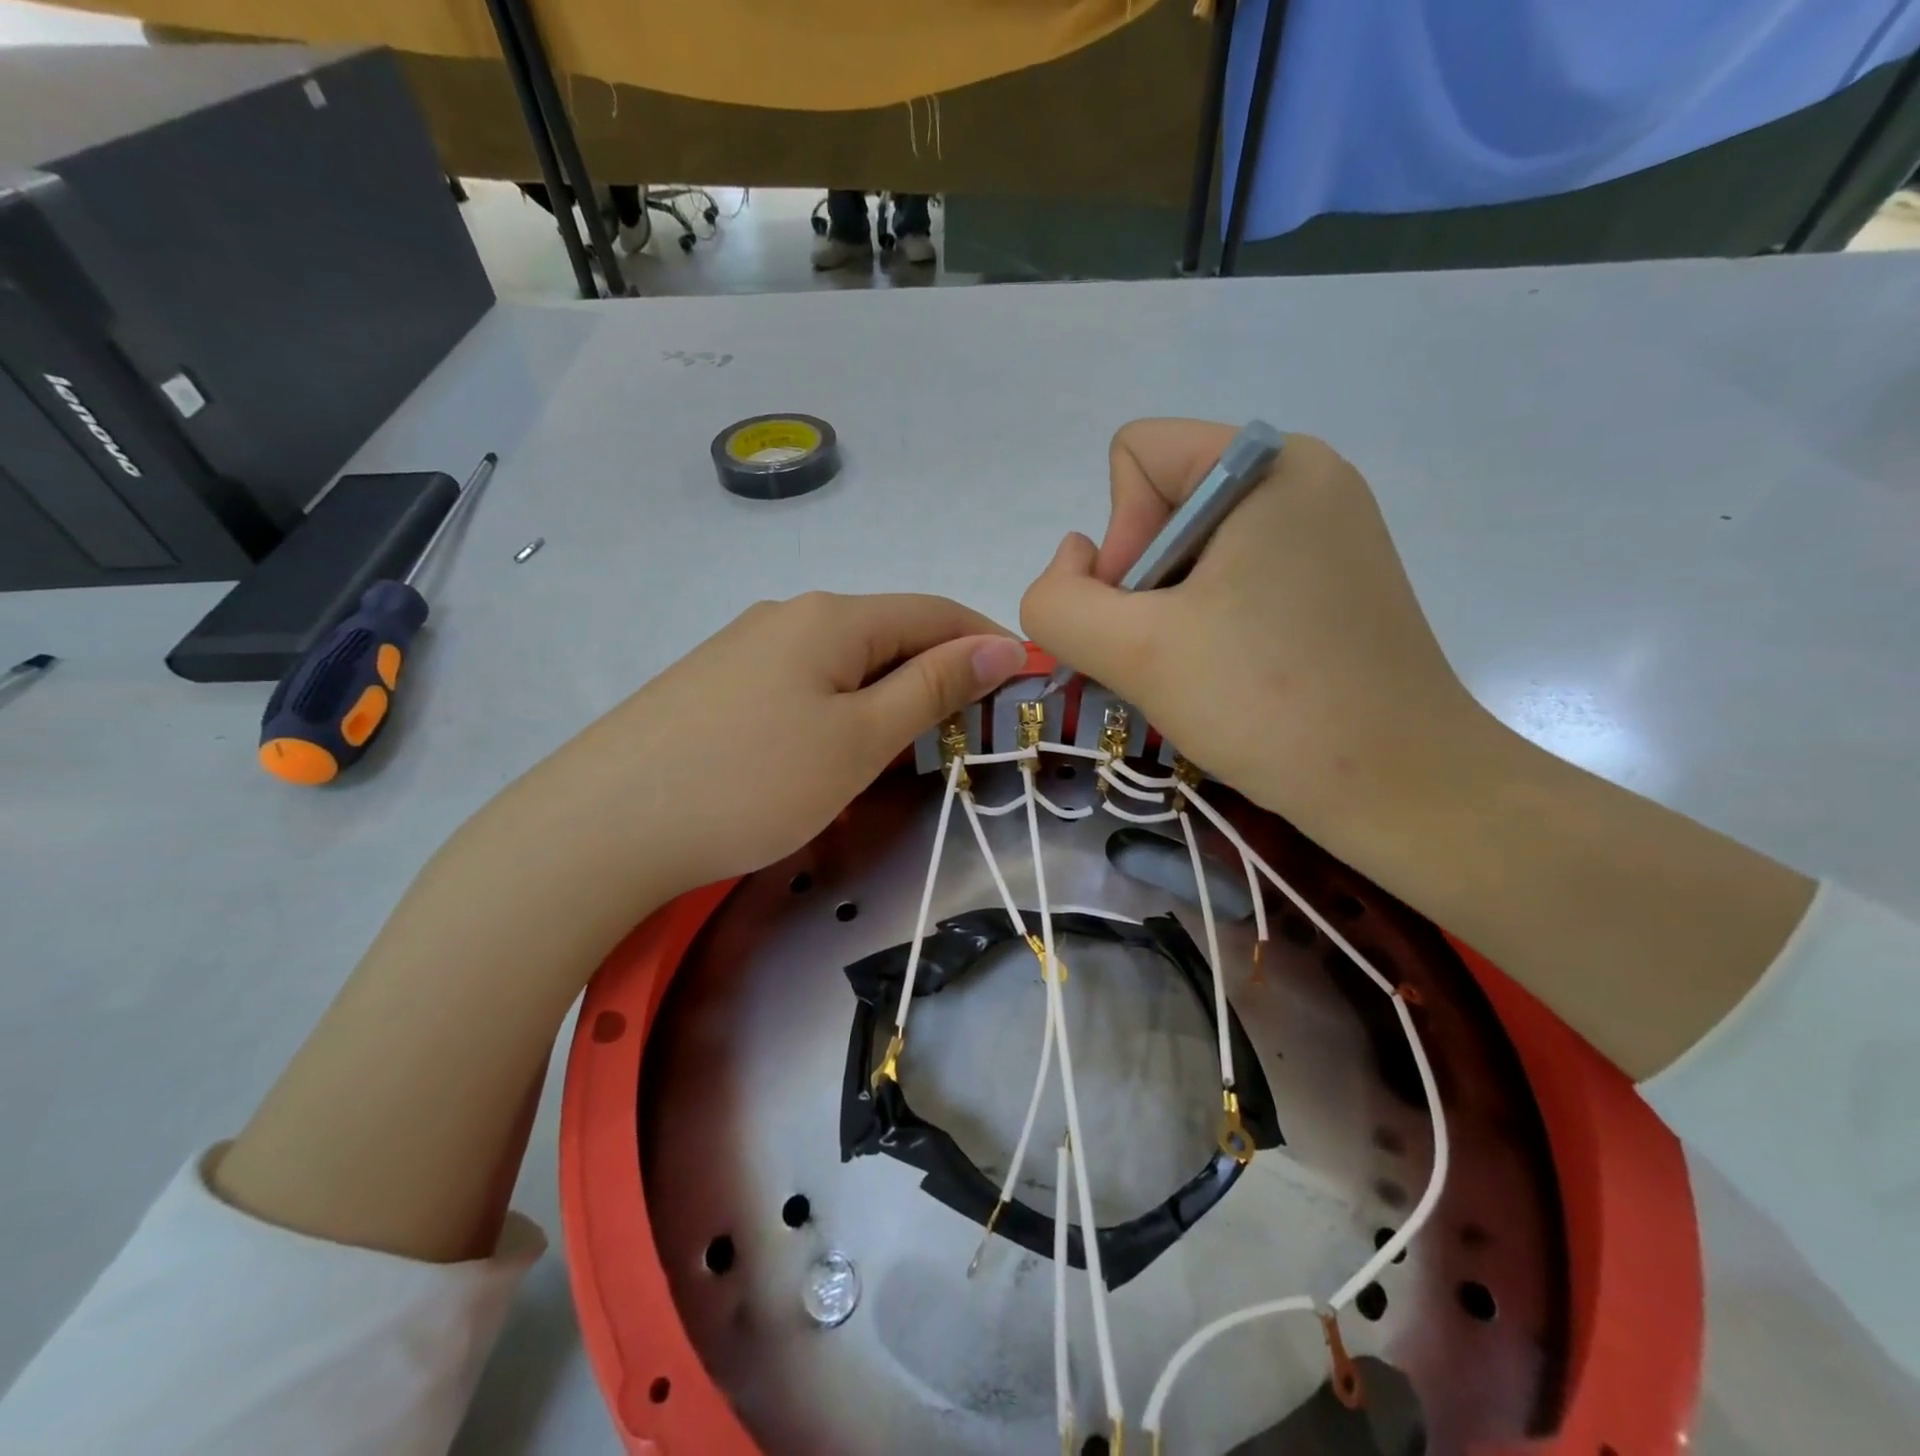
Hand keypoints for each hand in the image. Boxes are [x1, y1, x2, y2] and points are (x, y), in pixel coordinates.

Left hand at [531, 592, 1026, 901]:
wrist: (603, 825)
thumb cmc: (752, 782)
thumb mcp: (859, 739)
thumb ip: (933, 688)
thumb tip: (1001, 645)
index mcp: (832, 617)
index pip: (935, 613)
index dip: (987, 642)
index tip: (1027, 682)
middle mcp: (788, 615)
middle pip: (888, 633)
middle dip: (939, 674)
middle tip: (968, 732)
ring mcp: (744, 647)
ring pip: (844, 661)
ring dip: (889, 694)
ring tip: (906, 749)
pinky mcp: (715, 684)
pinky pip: (802, 683)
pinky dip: (840, 707)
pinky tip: (830, 749)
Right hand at [1020, 420, 1489, 864]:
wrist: (1401, 788)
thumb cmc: (1269, 705)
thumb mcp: (1133, 651)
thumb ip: (1058, 601)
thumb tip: (1071, 566)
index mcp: (1270, 465)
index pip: (1137, 456)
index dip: (1119, 537)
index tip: (1150, 612)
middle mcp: (1305, 479)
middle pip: (1163, 502)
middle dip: (1143, 582)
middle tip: (1172, 652)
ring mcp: (1327, 531)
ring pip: (1192, 548)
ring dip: (1169, 611)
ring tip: (1201, 670)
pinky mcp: (1334, 580)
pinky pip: (1235, 577)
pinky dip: (1208, 623)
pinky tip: (1230, 674)